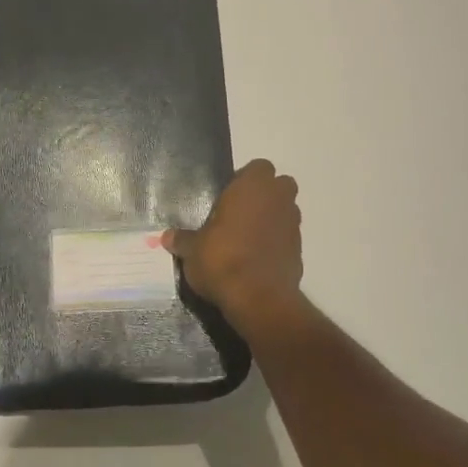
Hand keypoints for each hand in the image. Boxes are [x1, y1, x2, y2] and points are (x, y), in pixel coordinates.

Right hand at [163, 160, 302, 321]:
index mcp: (253, 187)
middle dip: (265, 195)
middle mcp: (278, 199)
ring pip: (287, 210)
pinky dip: (277, 243)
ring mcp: (293, 225)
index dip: (246, 179)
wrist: (258, 299)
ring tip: (247, 238)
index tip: (228, 197)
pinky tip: (257, 259)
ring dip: (272, 218)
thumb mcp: (193, 250)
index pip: (259, 167)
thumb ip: (183, 240)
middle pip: (280, 185)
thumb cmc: (222, 260)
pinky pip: (287, 237)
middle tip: (240, 213)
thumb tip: (167, 236)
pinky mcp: (300, 250)